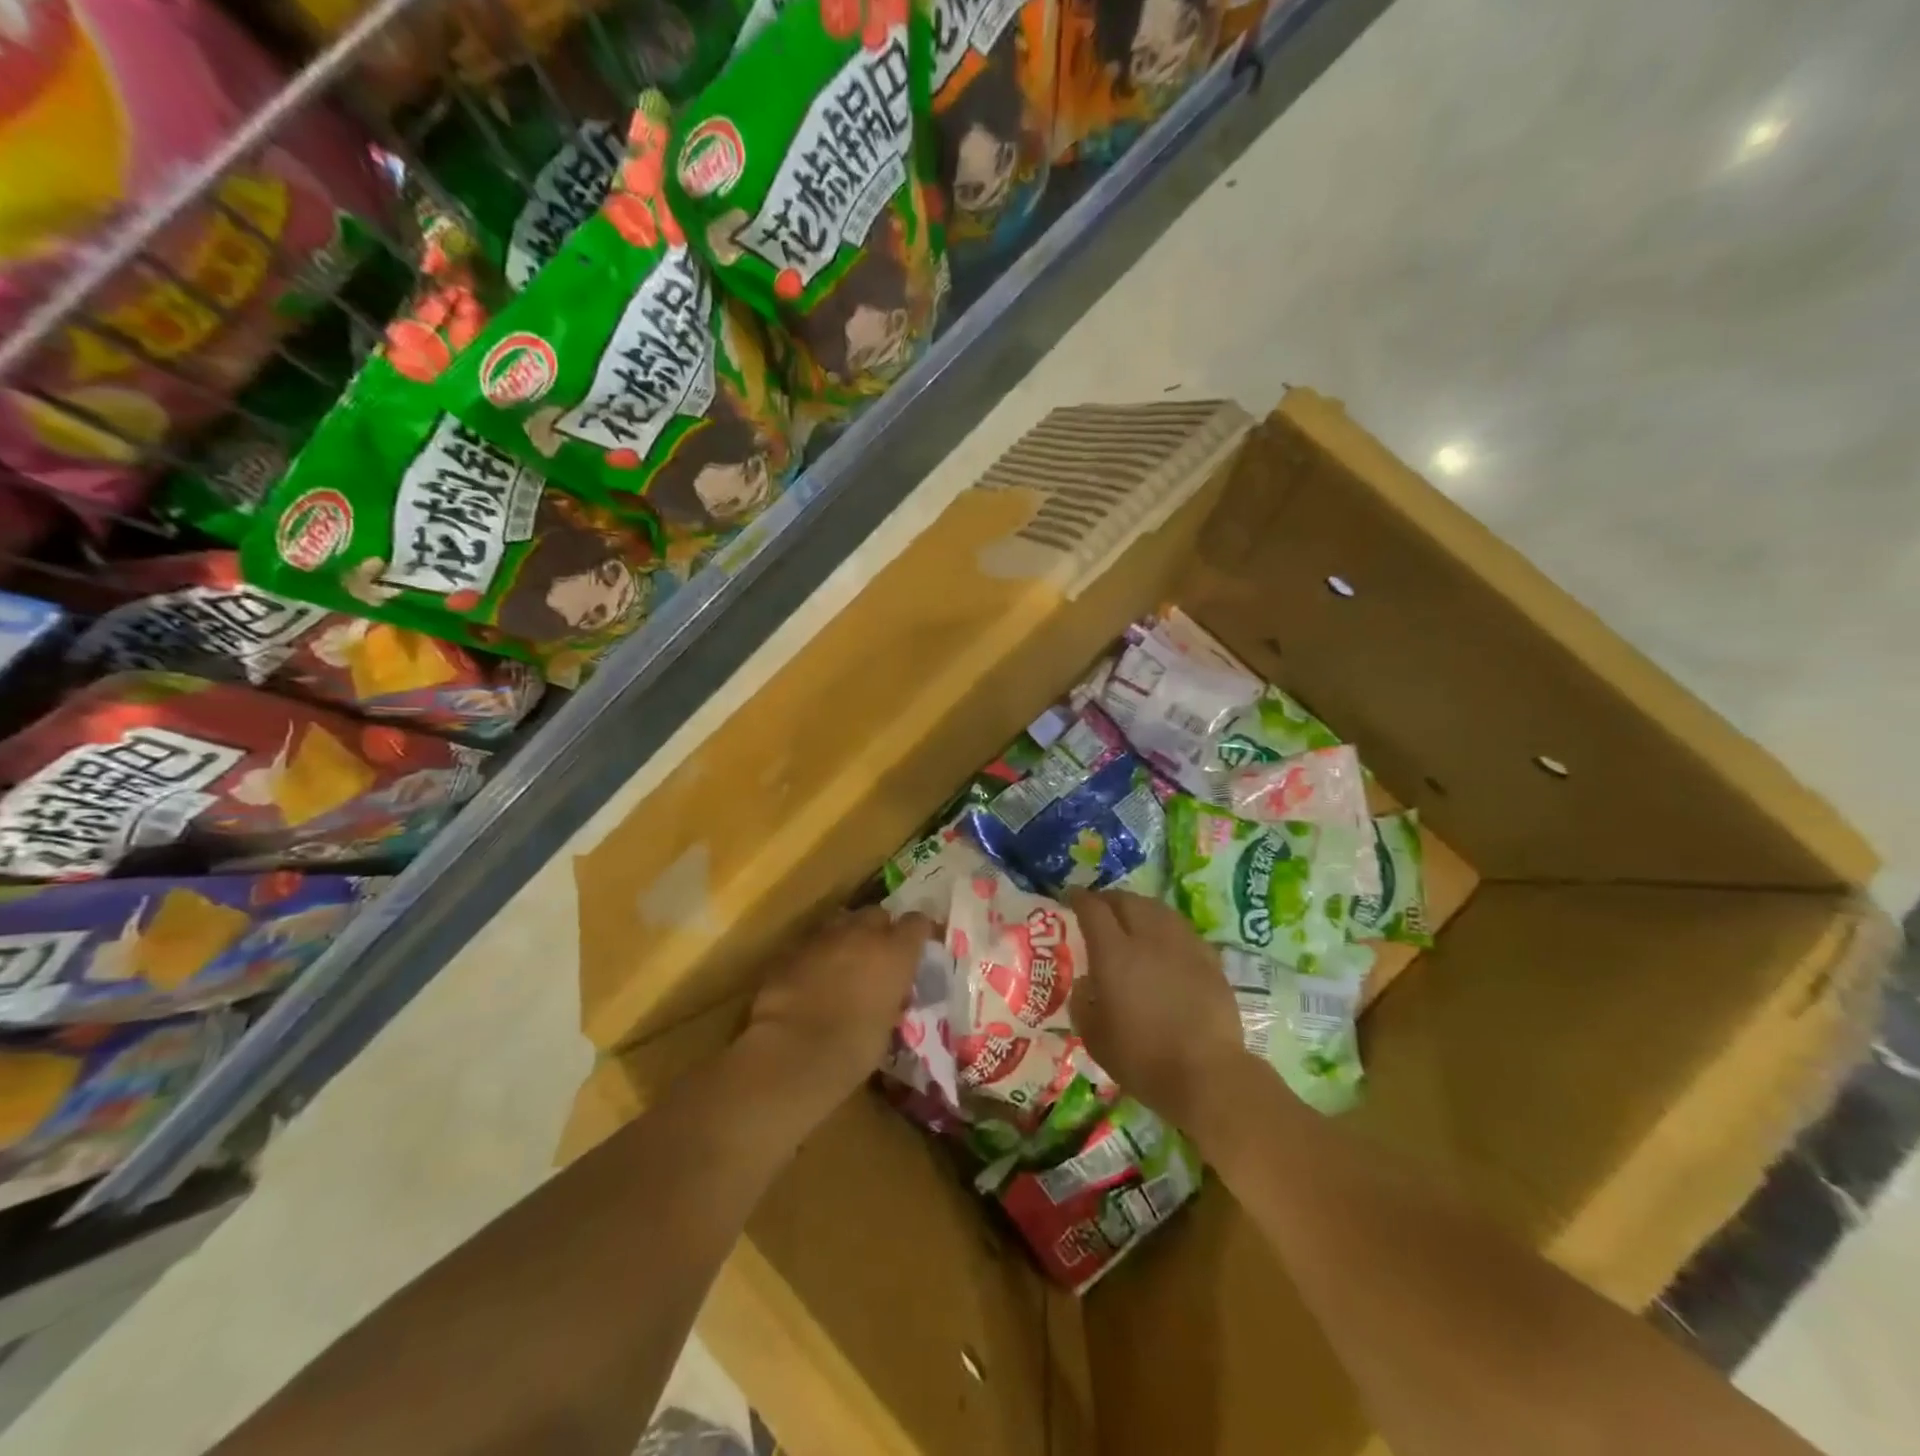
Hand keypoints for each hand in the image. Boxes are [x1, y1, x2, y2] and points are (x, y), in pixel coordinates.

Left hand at [745, 907, 933, 1118]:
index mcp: (895, 952)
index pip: (917, 923)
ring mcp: (824, 936)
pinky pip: (812, 943)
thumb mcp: (887, 1026)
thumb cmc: (853, 1049)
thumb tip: (887, 998)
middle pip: (877, 914)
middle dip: (879, 930)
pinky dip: (817, 955)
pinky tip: (812, 978)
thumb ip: (891, 999)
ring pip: (841, 923)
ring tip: (843, 965)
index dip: (918, 933)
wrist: (792, 1051)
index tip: (917, 947)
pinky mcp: (791, 948)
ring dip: (846, 938)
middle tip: (877, 956)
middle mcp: (862, 933)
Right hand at [1068, 890, 1251, 1130]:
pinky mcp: (1209, 959)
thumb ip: (1084, 1004)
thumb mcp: (1095, 1038)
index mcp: (1114, 953)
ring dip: (1139, 907)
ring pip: (1158, 909)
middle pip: (1127, 901)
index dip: (1080, 898)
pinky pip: (1181, 929)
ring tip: (1133, 919)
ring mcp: (1183, 945)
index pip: (1093, 910)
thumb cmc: (1143, 1059)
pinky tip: (1165, 942)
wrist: (1207, 1074)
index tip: (1071, 897)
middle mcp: (1148, 938)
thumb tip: (1088, 983)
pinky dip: (1166, 927)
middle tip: (1100, 908)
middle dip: (1110, 899)